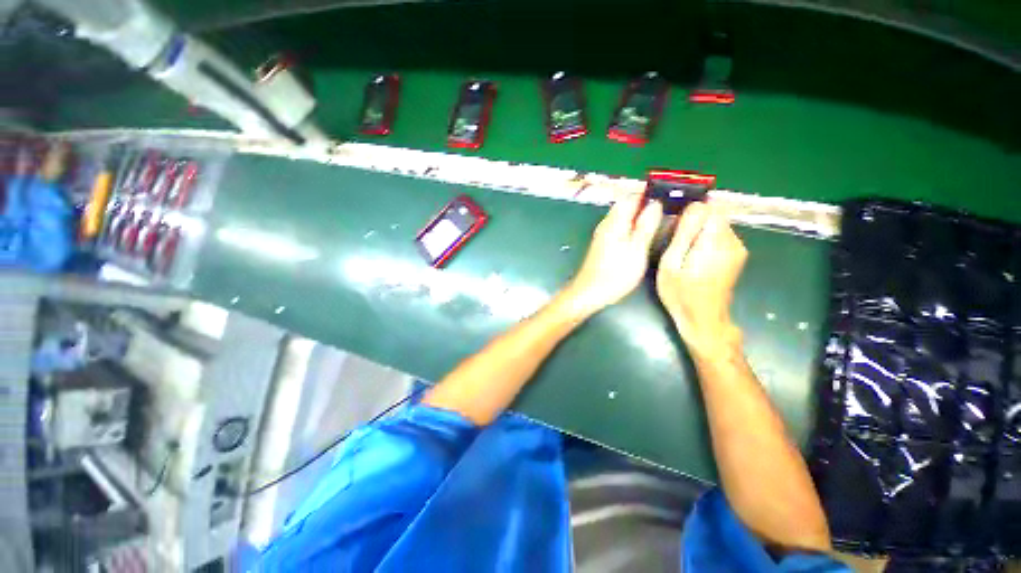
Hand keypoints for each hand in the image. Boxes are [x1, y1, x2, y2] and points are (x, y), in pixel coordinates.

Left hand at [562, 194, 662, 317]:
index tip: (668, 192)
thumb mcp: (636, 250)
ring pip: (623, 216)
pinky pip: (619, 227)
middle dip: (645, 202)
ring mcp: (603, 235)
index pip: (631, 196)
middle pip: (626, 205)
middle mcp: (606, 224)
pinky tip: (642, 235)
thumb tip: (655, 203)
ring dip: (639, 214)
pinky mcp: (602, 245)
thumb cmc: (614, 274)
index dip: (649, 192)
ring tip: (659, 219)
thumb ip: (645, 226)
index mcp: (614, 222)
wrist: (588, 292)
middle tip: (666, 207)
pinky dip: (632, 226)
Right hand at [656, 202, 746, 353]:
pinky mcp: (737, 256)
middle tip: (675, 243)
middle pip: (714, 216)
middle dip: (694, 223)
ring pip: (717, 226)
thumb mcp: (671, 264)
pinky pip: (721, 237)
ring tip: (683, 253)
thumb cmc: (680, 293)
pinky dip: (706, 241)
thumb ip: (684, 234)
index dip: (691, 213)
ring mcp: (738, 249)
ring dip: (699, 232)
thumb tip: (694, 206)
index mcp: (715, 241)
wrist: (703, 319)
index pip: (711, 207)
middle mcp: (733, 241)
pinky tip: (694, 258)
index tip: (676, 228)